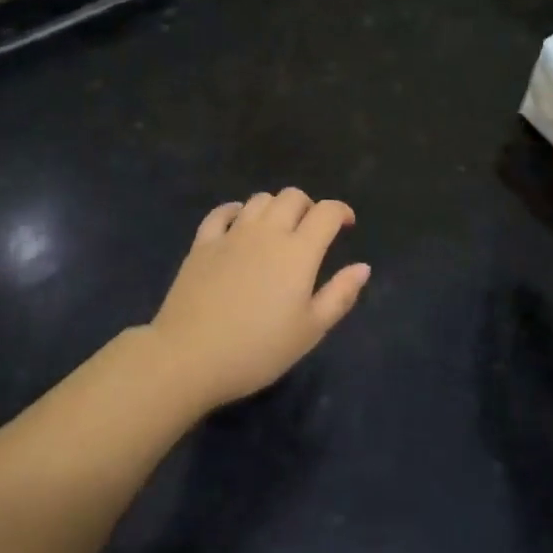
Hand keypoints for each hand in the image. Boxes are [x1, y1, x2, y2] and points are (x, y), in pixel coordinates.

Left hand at [150, 190, 370, 411]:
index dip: (341, 211)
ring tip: (278, 229)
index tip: (346, 225)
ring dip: (275, 207)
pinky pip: (222, 212)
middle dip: (308, 206)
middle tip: (311, 230)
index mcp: (298, 251)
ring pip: (259, 200)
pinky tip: (239, 224)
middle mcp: (267, 232)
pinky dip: (236, 211)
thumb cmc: (258, 349)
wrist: (190, 356)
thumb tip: (363, 267)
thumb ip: (340, 295)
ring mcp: (232, 233)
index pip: (326, 212)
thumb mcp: (309, 331)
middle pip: (292, 197)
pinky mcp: (203, 243)